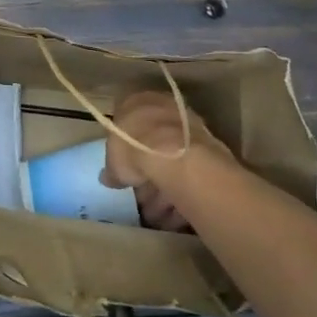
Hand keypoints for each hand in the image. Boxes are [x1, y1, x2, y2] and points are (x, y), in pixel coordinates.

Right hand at [100, 89, 234, 230]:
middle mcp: (162, 105)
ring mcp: (186, 122)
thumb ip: (112, 169)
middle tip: (141, 196)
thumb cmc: (133, 147)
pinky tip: (176, 211)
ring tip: (158, 214)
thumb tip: (108, 178)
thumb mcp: (113, 162)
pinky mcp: (208, 143)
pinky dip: (182, 188)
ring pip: (173, 156)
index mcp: (135, 101)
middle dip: (148, 170)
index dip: (125, 149)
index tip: (124, 169)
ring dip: (165, 185)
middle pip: (152, 140)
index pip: (127, 121)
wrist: (175, 153)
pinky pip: (189, 168)